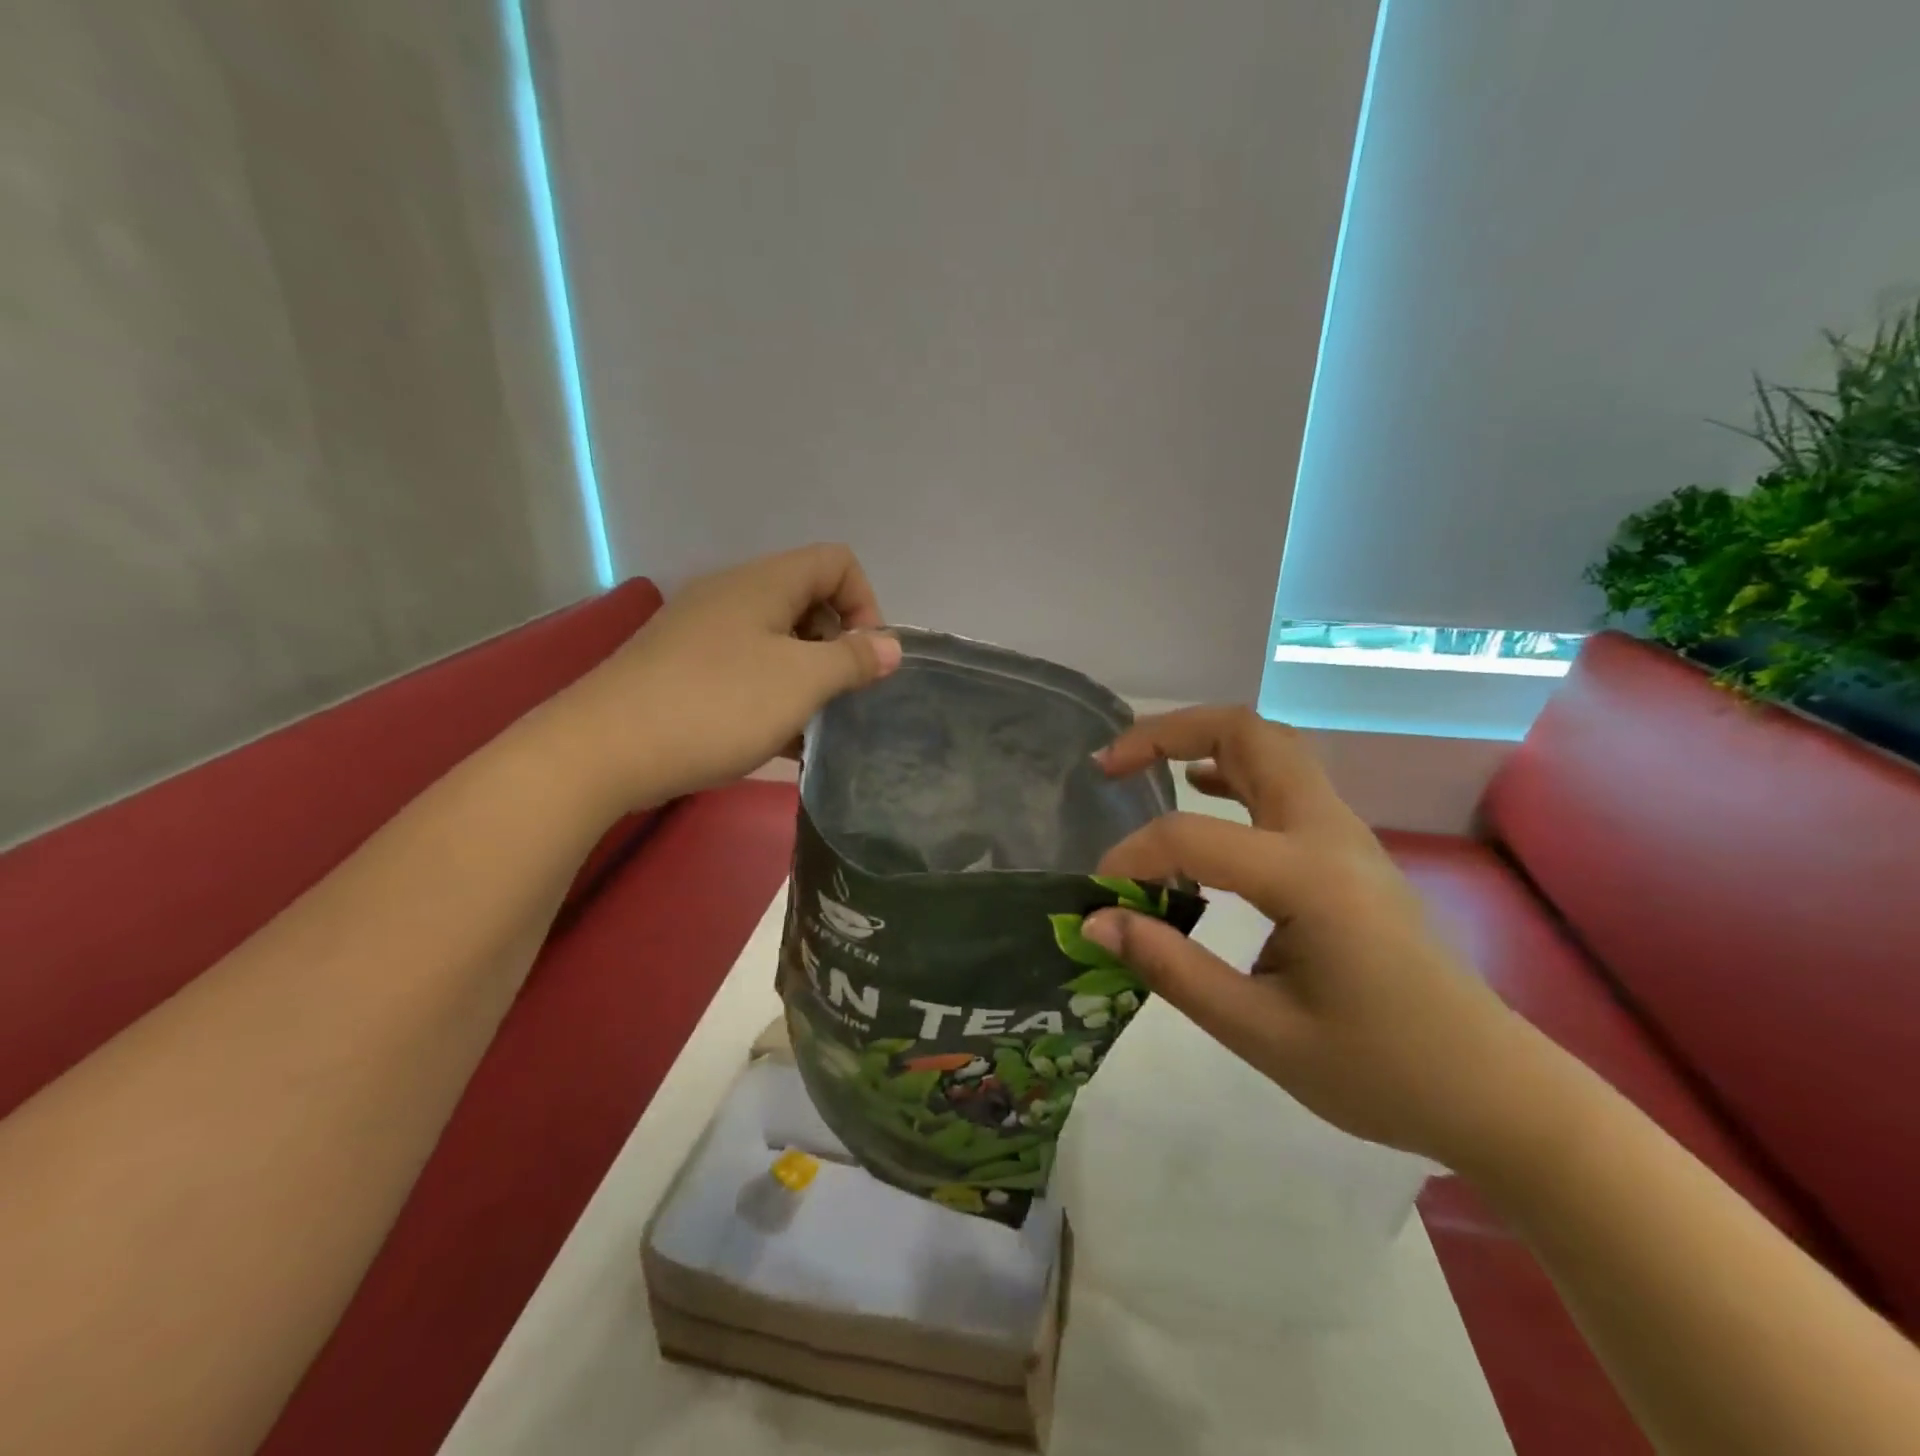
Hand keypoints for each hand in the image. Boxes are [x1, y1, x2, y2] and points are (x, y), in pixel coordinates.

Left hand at [547, 544, 900, 810]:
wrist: (604, 749)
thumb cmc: (716, 704)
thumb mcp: (800, 682)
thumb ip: (853, 660)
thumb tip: (890, 646)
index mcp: (764, 583)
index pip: (836, 562)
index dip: (865, 603)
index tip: (865, 659)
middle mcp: (733, 595)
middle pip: (807, 600)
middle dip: (837, 645)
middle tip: (840, 696)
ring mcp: (702, 632)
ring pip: (777, 641)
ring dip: (806, 677)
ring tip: (813, 726)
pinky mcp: (682, 668)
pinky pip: (745, 669)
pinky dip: (772, 695)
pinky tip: (780, 742)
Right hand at [1081, 706, 1557, 1171]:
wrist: (1494, 1093)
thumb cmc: (1381, 1072)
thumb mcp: (1261, 1033)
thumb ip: (1172, 968)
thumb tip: (1097, 922)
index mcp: (1308, 876)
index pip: (1191, 837)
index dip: (1131, 857)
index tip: (1099, 896)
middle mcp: (1328, 833)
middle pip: (1247, 733)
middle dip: (1167, 732)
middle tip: (1109, 765)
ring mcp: (1345, 835)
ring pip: (1269, 747)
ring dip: (1200, 740)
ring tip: (1141, 768)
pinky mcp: (1348, 851)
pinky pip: (1284, 781)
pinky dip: (1231, 770)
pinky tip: (1202, 790)